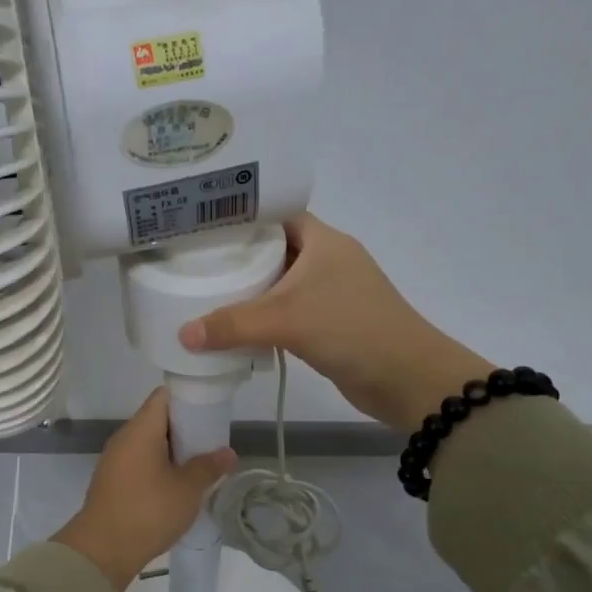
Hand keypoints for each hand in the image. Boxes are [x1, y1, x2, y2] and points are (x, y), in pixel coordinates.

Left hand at [53, 388, 236, 591]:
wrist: (102, 551)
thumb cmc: (148, 511)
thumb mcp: (187, 489)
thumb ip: (209, 467)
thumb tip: (228, 453)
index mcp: (140, 429)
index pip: (163, 396)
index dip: (188, 397)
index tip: (209, 410)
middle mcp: (124, 437)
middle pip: (157, 419)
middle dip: (184, 428)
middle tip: (210, 442)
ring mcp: (114, 460)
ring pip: (148, 443)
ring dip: (171, 451)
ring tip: (197, 466)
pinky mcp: (111, 481)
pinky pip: (139, 462)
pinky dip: (157, 466)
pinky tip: (175, 486)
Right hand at [178, 213, 492, 432]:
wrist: (408, 379)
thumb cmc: (351, 329)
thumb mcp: (286, 320)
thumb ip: (232, 325)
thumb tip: (183, 335)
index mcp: (323, 240)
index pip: (276, 212)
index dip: (240, 215)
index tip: (201, 223)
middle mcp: (327, 259)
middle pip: (273, 247)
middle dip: (237, 254)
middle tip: (193, 260)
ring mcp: (331, 292)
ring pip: (279, 281)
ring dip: (249, 288)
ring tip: (204, 289)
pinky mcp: (330, 322)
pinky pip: (287, 311)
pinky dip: (264, 316)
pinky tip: (234, 326)